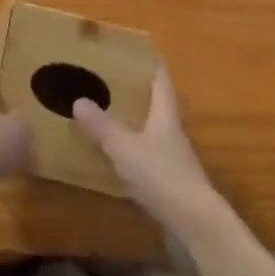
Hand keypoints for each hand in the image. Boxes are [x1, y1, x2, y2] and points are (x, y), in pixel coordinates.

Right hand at [73, 68, 220, 234]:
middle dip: (139, 92)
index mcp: (165, 115)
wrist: (196, 225)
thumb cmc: (162, 175)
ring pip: (154, 131)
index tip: (138, 50)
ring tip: (110, 114)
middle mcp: (173, 132)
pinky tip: (118, 155)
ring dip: (136, 122)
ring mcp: (175, 159)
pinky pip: (150, 156)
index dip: (152, 64)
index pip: (161, 81)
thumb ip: (102, 125)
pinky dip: (135, 150)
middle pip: (159, 105)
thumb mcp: (124, 147)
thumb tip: (79, 100)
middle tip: (112, 80)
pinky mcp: (172, 183)